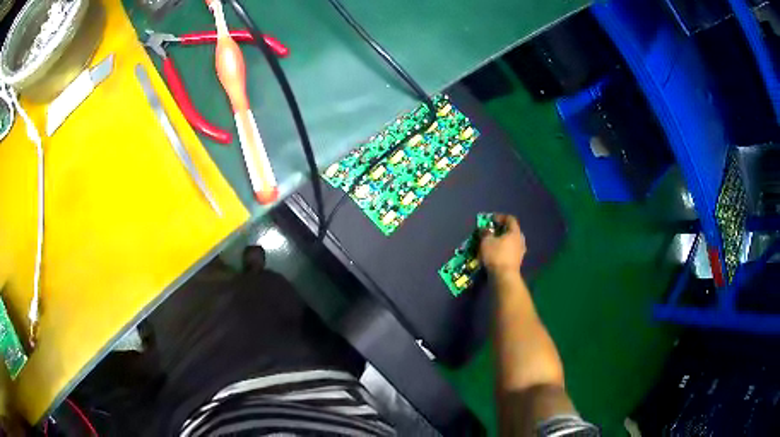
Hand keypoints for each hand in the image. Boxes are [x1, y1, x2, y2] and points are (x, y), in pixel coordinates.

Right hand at [479, 214, 525, 276]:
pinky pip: (511, 252)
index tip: (492, 219)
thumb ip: (485, 233)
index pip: (510, 219)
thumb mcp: (486, 241)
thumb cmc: (496, 255)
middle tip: (493, 231)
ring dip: (504, 241)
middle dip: (502, 230)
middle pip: (512, 231)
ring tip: (494, 243)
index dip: (501, 217)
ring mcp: (520, 252)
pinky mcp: (517, 262)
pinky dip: (504, 251)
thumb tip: (485, 229)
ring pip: (512, 242)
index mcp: (515, 232)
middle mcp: (520, 240)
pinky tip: (497, 254)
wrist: (504, 276)